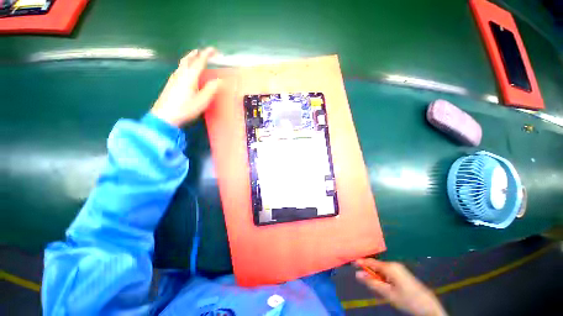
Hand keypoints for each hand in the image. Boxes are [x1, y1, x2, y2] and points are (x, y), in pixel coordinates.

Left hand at [151, 47, 221, 126]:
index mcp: (190, 76)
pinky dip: (184, 66)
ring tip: (193, 58)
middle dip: (195, 54)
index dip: (207, 54)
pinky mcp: (170, 84)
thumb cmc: (186, 108)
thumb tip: (219, 80)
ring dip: (188, 59)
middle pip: (187, 60)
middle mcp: (181, 74)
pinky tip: (184, 71)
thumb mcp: (203, 100)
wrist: (165, 116)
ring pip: (182, 64)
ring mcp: (173, 78)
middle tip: (200, 51)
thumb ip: (211, 88)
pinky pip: (178, 70)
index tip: (213, 50)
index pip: (199, 61)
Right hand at [355, 259, 446, 315]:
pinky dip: (383, 278)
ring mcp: (399, 268)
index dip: (361, 262)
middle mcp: (394, 264)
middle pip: (377, 265)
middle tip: (364, 280)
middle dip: (370, 271)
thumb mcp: (388, 293)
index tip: (352, 262)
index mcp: (390, 267)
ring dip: (377, 276)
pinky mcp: (402, 273)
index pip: (371, 262)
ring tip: (376, 286)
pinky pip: (388, 272)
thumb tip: (358, 274)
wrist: (428, 306)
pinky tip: (385, 286)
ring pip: (382, 270)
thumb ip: (372, 283)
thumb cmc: (407, 300)